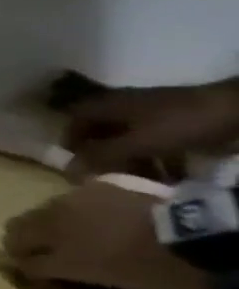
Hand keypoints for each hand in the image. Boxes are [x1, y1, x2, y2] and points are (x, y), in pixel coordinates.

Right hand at [1, 181, 211, 288]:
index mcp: (61, 259)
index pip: (25, 264)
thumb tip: (71, 287)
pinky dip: (76, 209)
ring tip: (72, 233)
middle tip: (40, 253)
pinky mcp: (92, 186)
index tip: (43, 278)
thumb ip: (91, 287)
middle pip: (15, 231)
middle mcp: (52, 227)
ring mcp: (68, 202)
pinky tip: (97, 216)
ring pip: (39, 211)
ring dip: (48, 224)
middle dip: (23, 243)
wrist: (198, 234)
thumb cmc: (164, 270)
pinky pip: (72, 198)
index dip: (30, 272)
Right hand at [64, 79, 238, 173]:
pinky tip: (172, 177)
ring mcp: (152, 113)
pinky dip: (160, 159)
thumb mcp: (139, 142)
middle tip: (110, 177)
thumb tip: (67, 170)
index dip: (71, 140)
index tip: (75, 161)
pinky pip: (158, 142)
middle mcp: (124, 106)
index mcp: (107, 105)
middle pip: (103, 132)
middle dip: (105, 155)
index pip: (75, 120)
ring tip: (144, 182)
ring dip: (134, 161)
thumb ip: (103, 156)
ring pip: (132, 139)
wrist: (237, 110)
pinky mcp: (177, 122)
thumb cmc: (179, 123)